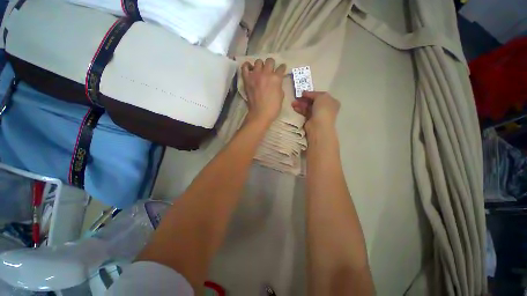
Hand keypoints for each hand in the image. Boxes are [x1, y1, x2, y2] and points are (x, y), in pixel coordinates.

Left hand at [241, 58, 286, 124]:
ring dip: (261, 65)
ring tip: (261, 71)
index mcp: (276, 78)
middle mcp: (266, 73)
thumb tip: (277, 82)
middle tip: (271, 70)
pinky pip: (245, 67)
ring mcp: (255, 75)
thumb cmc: (273, 108)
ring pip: (258, 61)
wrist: (260, 114)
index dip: (282, 68)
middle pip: (270, 61)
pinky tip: (250, 69)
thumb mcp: (281, 96)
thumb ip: (279, 86)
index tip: (282, 69)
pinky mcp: (247, 79)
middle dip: (272, 64)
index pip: (281, 68)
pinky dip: (247, 66)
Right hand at [291, 91, 339, 134]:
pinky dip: (300, 110)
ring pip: (308, 107)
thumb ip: (313, 93)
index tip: (302, 93)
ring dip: (300, 104)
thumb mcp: (321, 96)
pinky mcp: (311, 120)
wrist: (319, 126)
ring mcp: (318, 115)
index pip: (320, 96)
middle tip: (296, 97)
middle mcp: (325, 108)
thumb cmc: (323, 109)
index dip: (311, 93)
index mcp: (331, 102)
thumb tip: (305, 93)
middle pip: (313, 101)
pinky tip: (295, 108)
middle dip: (304, 99)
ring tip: (293, 103)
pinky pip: (305, 113)